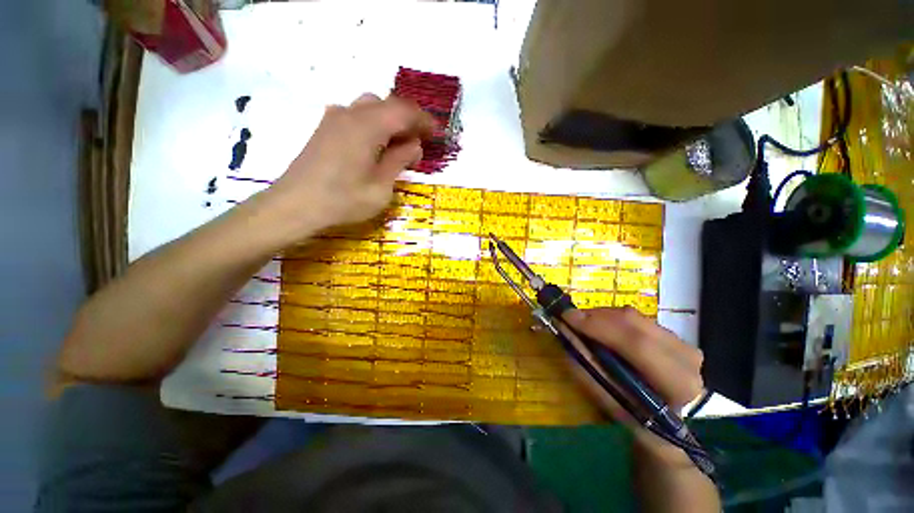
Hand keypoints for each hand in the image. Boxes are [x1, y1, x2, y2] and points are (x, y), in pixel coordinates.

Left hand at [259, 93, 433, 242]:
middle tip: (419, 142)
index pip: (404, 111)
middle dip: (408, 120)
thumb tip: (413, 145)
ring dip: (390, 121)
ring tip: (398, 144)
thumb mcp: (381, 187)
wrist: (295, 205)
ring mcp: (334, 119)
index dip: (423, 120)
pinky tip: (374, 145)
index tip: (436, 133)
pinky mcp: (325, 128)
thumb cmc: (344, 200)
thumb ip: (399, 161)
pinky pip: (356, 115)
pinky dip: (373, 124)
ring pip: (370, 107)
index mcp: (368, 126)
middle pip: (387, 104)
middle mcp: (351, 114)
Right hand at [562, 307, 704, 459]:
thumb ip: (587, 366)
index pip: (637, 344)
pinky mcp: (673, 333)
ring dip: (601, 316)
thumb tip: (565, 332)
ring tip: (583, 325)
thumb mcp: (608, 399)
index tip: (567, 317)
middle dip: (596, 316)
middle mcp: (687, 357)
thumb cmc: (636, 416)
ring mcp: (682, 342)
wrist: (667, 420)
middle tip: (570, 318)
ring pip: (632, 316)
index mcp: (677, 383)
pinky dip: (611, 318)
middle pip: (634, 322)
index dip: (599, 326)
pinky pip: (634, 317)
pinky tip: (600, 327)